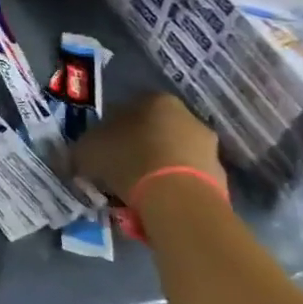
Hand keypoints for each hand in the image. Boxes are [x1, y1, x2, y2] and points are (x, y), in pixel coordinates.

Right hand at [70, 93, 222, 204]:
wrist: (178, 199)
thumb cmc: (128, 161)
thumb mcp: (87, 150)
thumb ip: (84, 147)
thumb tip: (81, 154)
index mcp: (155, 100)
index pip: (128, 109)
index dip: (111, 129)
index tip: (101, 149)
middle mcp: (187, 117)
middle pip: (154, 131)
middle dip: (138, 148)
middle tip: (118, 170)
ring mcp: (208, 147)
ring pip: (172, 155)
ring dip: (156, 169)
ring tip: (136, 192)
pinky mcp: (221, 177)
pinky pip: (187, 179)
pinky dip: (172, 188)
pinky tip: (157, 203)